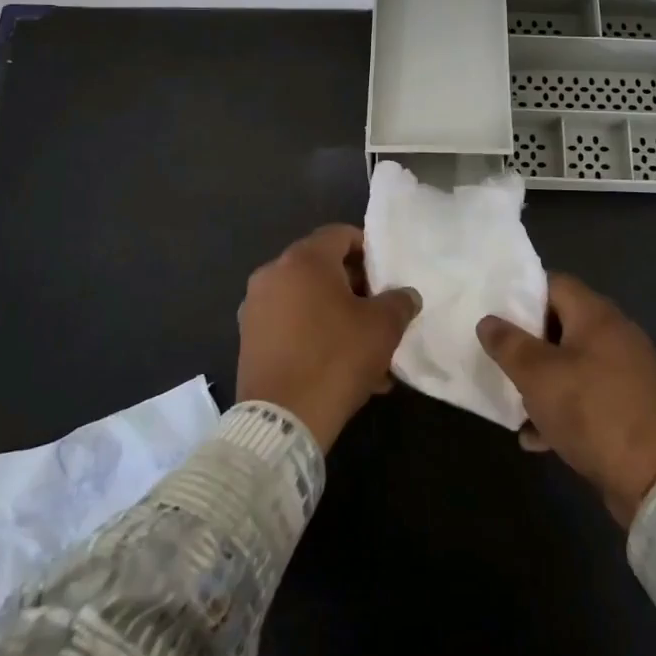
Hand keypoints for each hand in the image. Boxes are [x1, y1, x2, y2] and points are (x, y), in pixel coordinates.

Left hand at [236, 225, 421, 451]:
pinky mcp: (249, 338)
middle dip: (355, 287)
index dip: (369, 250)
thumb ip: (400, 302)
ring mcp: (256, 307)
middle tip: (379, 312)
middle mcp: (273, 273)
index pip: (341, 234)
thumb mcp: (383, 327)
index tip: (386, 276)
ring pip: (307, 300)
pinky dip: (314, 335)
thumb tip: (406, 296)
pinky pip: (290, 325)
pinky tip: (340, 368)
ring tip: (366, 350)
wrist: (282, 420)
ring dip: (337, 315)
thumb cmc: (336, 358)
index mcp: (304, 259)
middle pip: (322, 267)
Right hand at [477, 273, 655, 526]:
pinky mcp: (630, 405)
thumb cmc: (591, 411)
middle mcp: (616, 334)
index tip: (495, 313)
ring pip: (572, 363)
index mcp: (597, 315)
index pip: (554, 283)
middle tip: (500, 356)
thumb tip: (488, 321)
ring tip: (514, 400)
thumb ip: (508, 344)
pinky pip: (588, 395)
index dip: (522, 294)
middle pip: (562, 323)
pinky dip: (563, 408)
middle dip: (528, 341)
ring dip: (543, 380)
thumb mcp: (538, 376)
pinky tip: (537, 437)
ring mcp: (627, 371)